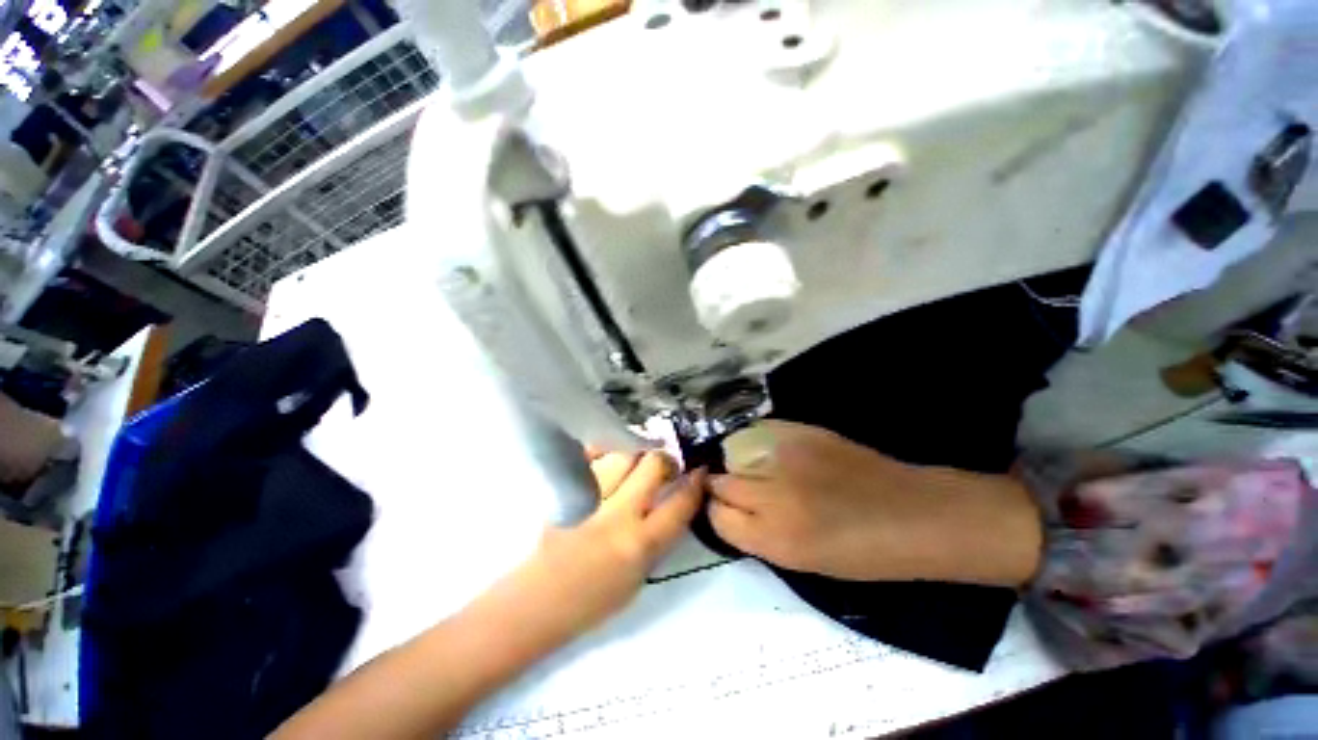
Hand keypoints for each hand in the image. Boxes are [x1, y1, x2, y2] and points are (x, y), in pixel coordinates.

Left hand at [505, 451, 703, 643]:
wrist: (532, 605)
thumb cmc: (588, 605)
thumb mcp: (637, 580)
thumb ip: (656, 539)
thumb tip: (668, 505)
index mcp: (640, 545)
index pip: (679, 503)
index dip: (695, 483)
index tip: (700, 471)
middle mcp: (618, 513)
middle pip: (652, 463)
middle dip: (665, 459)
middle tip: (664, 465)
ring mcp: (590, 496)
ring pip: (623, 454)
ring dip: (635, 454)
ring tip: (634, 462)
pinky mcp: (566, 488)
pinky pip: (593, 457)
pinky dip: (605, 454)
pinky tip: (607, 459)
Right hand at [706, 421, 1040, 585]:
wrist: (913, 513)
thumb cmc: (864, 552)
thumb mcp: (802, 561)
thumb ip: (758, 533)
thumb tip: (729, 509)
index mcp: (774, 539)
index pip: (716, 516)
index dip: (718, 512)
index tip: (726, 509)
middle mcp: (772, 495)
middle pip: (720, 482)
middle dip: (722, 486)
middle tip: (738, 487)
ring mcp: (785, 458)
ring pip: (733, 454)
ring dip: (736, 462)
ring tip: (753, 467)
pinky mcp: (800, 433)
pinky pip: (757, 434)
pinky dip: (755, 443)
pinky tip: (769, 450)